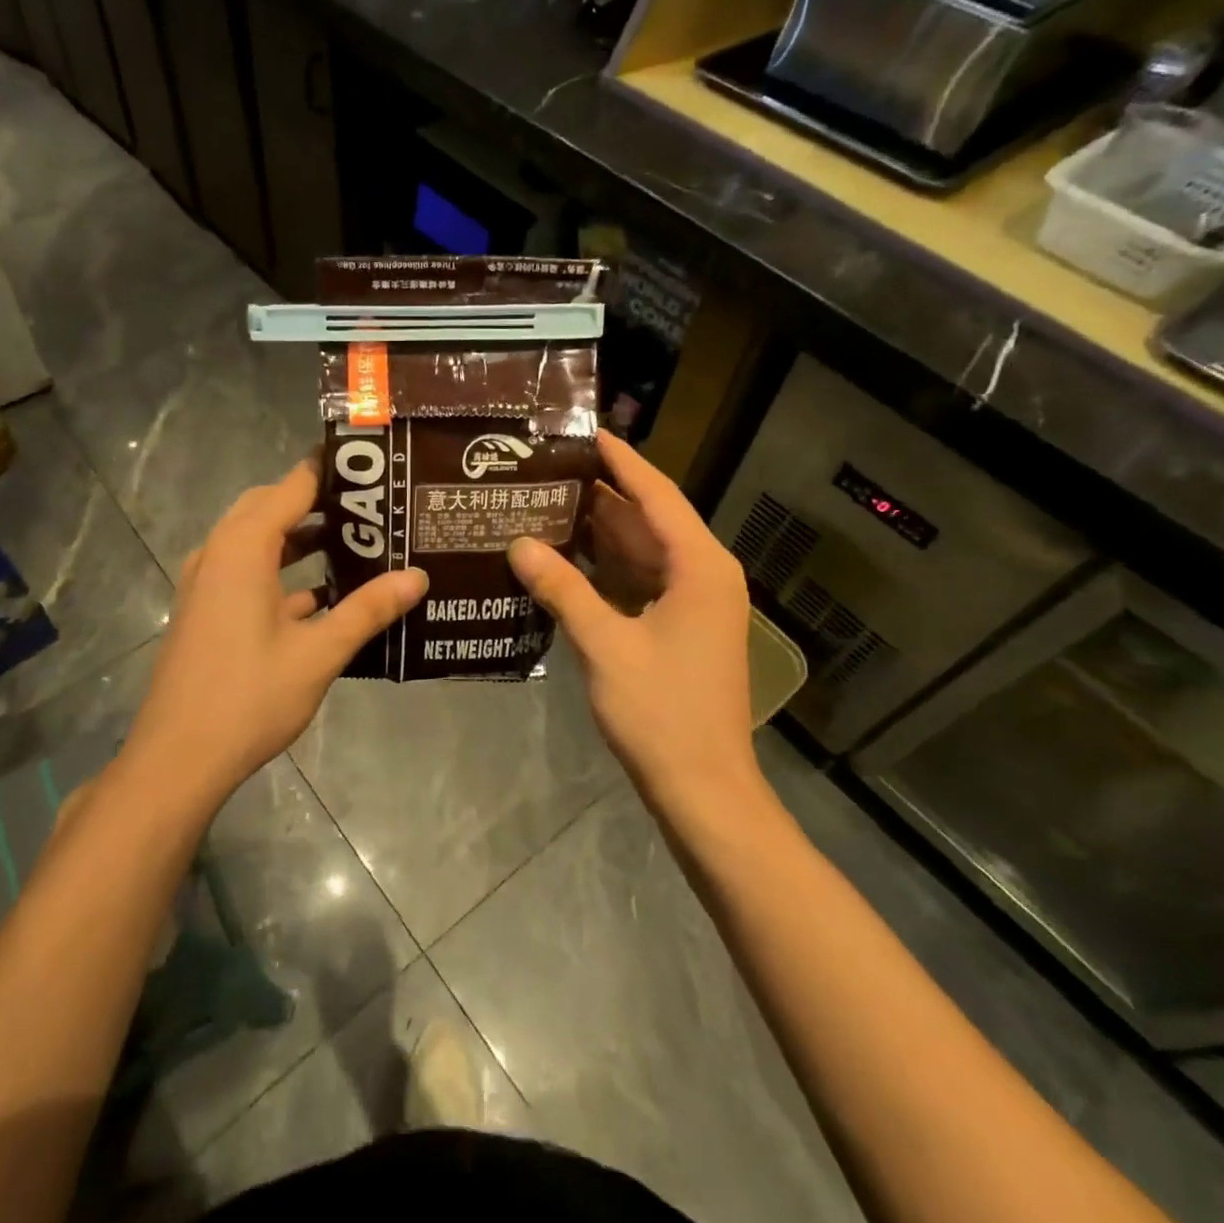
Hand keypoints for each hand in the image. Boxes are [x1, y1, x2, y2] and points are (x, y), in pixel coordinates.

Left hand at [124, 455, 427, 800]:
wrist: (178, 758)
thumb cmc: (249, 697)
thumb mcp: (319, 653)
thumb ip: (368, 610)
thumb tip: (418, 577)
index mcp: (243, 548)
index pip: (293, 485)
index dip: (332, 470)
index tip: (376, 466)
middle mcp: (219, 553)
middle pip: (271, 506)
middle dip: (318, 501)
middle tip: (371, 506)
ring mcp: (208, 583)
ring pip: (258, 540)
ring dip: (300, 537)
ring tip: (356, 542)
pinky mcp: (207, 610)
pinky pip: (248, 571)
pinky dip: (283, 571)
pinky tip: (325, 595)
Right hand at [509, 431, 769, 815]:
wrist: (703, 789)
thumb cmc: (661, 712)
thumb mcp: (605, 644)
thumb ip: (562, 589)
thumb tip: (518, 544)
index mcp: (700, 567)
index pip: (657, 496)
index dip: (622, 462)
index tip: (586, 433)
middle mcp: (705, 575)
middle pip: (650, 521)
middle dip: (603, 495)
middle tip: (550, 471)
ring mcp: (696, 605)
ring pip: (645, 553)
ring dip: (602, 533)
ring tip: (548, 505)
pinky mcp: (682, 630)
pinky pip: (642, 583)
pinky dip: (608, 570)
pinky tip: (566, 561)